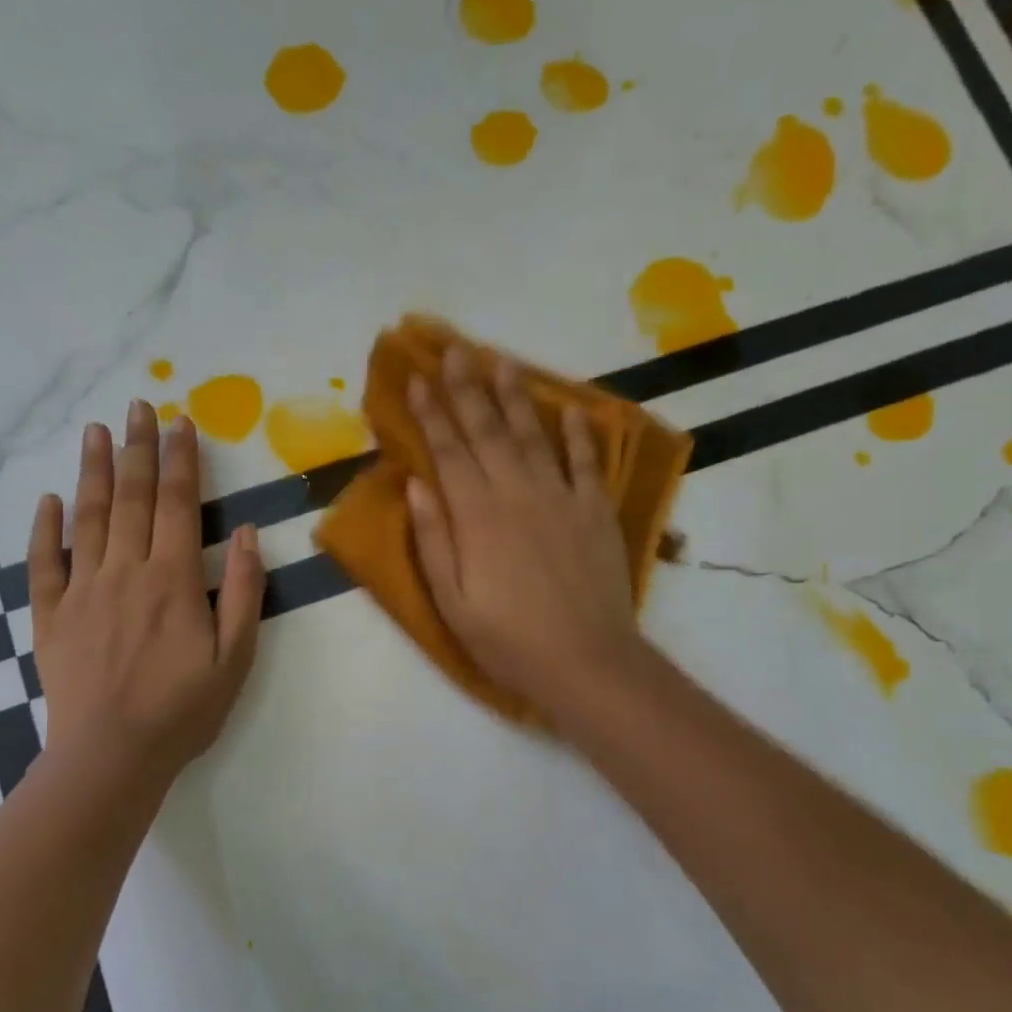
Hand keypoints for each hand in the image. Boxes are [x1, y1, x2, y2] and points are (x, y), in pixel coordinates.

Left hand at [29, 402, 264, 788]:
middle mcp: (125, 572)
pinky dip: (44, 528)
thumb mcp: (235, 658)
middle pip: (131, 497)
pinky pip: (44, 563)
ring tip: (96, 431)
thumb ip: (243, 592)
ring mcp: (82, 591)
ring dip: (93, 471)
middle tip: (138, 406)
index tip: (181, 422)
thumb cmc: (182, 710)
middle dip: (137, 448)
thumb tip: (244, 533)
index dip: (180, 460)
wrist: (110, 758)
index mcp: (172, 580)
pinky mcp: (51, 616)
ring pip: (87, 518)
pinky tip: (48, 500)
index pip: (176, 504)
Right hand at [406, 346, 645, 720]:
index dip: (432, 413)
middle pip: (487, 430)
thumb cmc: (508, 640)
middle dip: (467, 387)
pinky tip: (571, 409)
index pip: (448, 451)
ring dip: (515, 396)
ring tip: (502, 361)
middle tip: (454, 349)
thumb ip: (432, 540)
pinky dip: (579, 433)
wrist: (587, 662)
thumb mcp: (452, 602)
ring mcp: (561, 498)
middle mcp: (517, 493)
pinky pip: (586, 462)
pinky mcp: (595, 511)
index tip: (419, 378)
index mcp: (476, 516)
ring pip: (533, 435)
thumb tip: (416, 483)